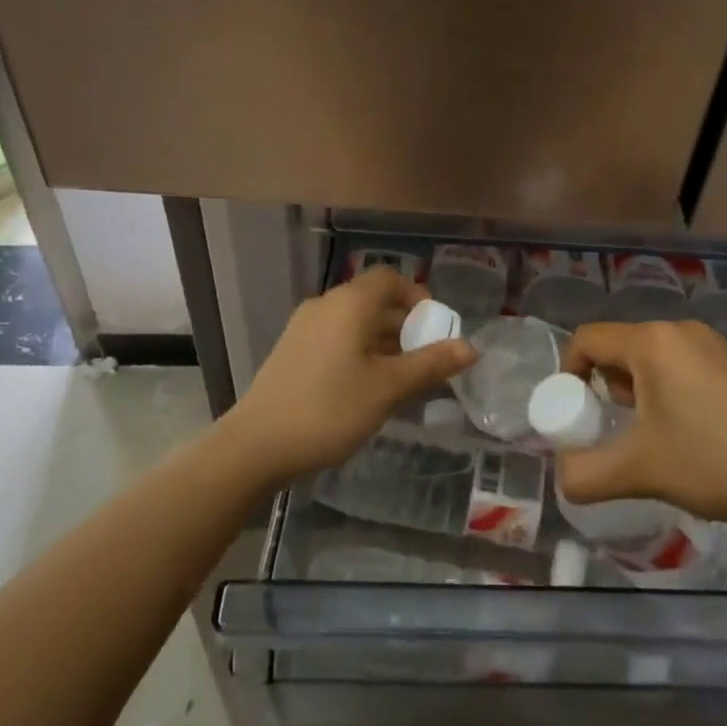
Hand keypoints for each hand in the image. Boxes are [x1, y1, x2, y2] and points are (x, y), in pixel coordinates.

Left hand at [217, 266, 475, 487]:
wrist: (255, 446)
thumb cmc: (329, 409)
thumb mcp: (388, 388)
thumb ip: (431, 364)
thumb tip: (471, 347)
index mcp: (349, 303)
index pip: (390, 278)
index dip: (417, 296)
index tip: (435, 328)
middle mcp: (325, 305)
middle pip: (374, 301)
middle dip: (405, 326)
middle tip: (425, 360)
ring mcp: (304, 328)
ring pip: (355, 323)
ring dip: (383, 342)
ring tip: (402, 380)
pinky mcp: (292, 352)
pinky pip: (337, 339)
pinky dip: (359, 352)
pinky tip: (367, 389)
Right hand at [557, 320, 726, 527]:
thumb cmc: (714, 462)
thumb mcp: (640, 472)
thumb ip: (585, 474)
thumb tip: (563, 475)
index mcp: (652, 342)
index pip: (587, 339)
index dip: (568, 372)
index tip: (573, 413)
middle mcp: (680, 330)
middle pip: (620, 347)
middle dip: (606, 385)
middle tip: (615, 427)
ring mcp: (713, 342)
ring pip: (653, 356)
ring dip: (638, 389)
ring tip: (653, 434)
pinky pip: (683, 363)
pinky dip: (669, 388)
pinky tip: (690, 429)